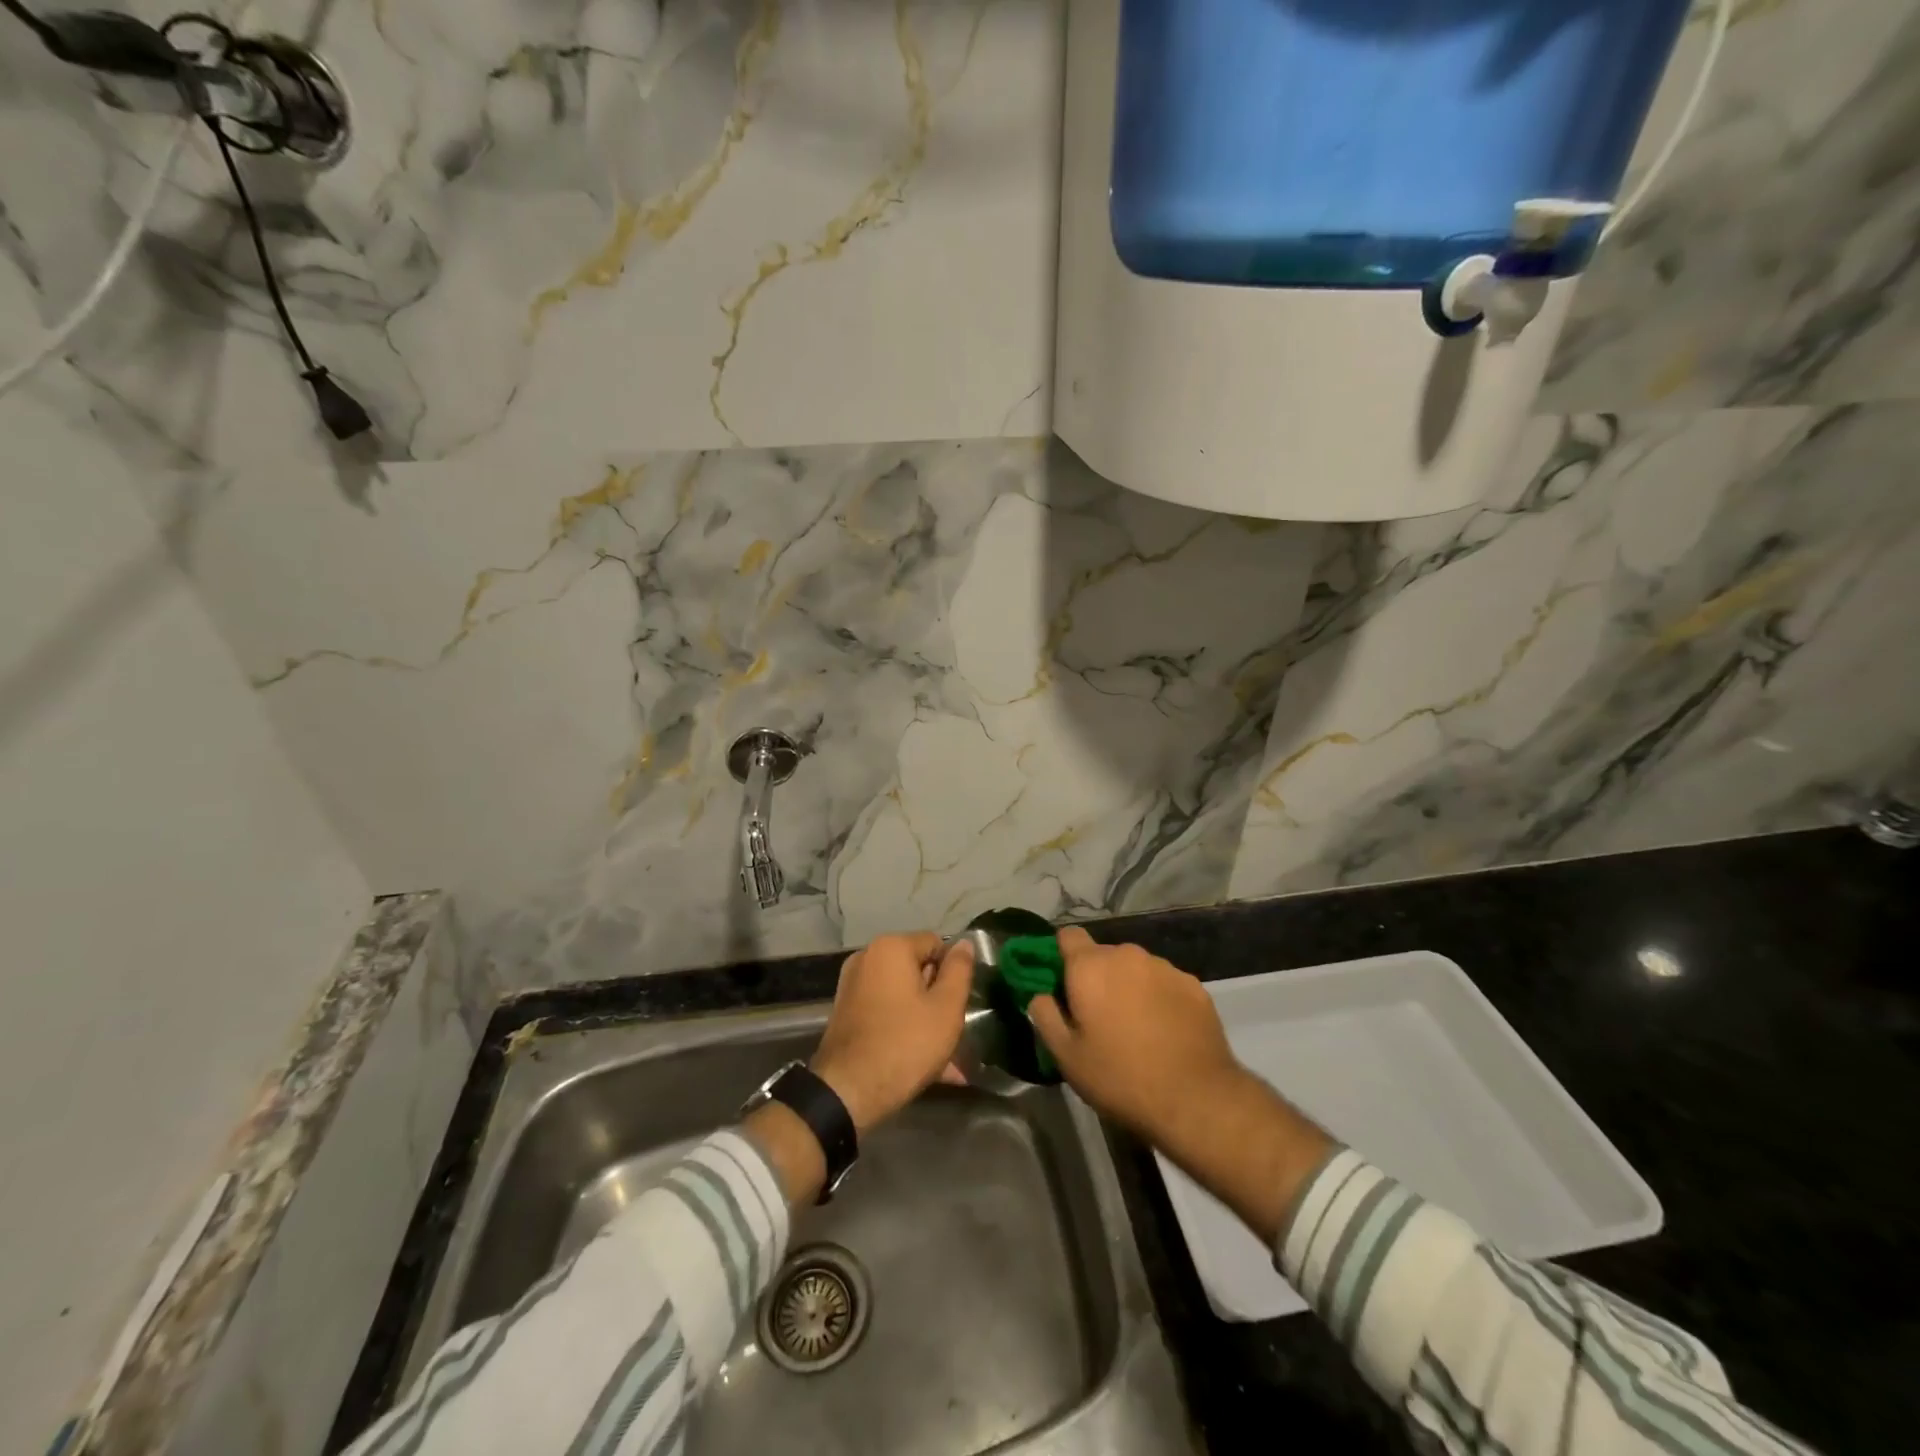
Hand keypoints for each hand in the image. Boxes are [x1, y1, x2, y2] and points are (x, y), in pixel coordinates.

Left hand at [810, 932, 971, 1133]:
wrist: (847, 1092)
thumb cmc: (905, 1043)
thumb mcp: (946, 1007)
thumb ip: (959, 970)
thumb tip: (964, 944)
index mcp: (891, 948)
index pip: (936, 944)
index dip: (953, 972)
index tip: (960, 1003)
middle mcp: (867, 958)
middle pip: (917, 970)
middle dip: (939, 999)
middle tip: (953, 1033)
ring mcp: (853, 987)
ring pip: (903, 997)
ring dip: (925, 1020)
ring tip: (947, 1061)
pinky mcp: (846, 1013)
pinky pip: (886, 1013)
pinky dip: (904, 1029)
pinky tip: (927, 1066)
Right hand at [1027, 928, 1244, 1148]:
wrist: (1196, 1099)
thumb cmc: (1120, 1077)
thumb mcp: (1067, 1056)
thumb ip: (1045, 1016)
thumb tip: (1041, 994)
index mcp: (1090, 966)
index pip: (1068, 935)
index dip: (1062, 956)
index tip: (1064, 985)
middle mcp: (1127, 955)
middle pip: (1103, 955)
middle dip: (1098, 977)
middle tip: (1099, 1018)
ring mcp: (1164, 967)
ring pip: (1136, 968)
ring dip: (1130, 987)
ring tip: (1136, 1028)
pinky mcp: (1193, 985)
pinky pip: (1165, 983)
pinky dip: (1160, 998)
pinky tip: (1165, 1032)